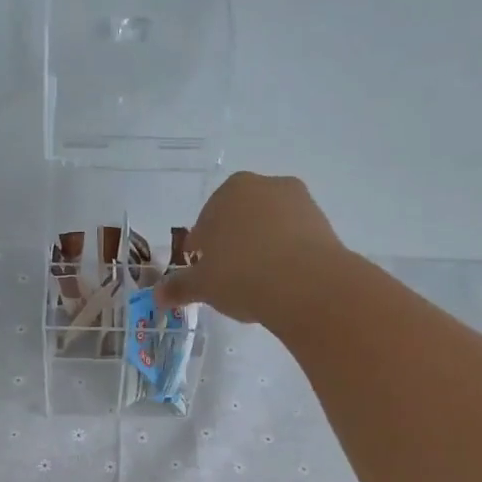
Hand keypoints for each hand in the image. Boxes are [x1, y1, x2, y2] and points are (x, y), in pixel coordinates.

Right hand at [155, 171, 347, 326]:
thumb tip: (158, 295)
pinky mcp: (324, 223)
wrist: (306, 285)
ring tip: (256, 283)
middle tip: (228, 278)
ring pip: (268, 227)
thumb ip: (180, 287)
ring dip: (260, 248)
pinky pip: (294, 239)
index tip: (202, 272)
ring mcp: (299, 202)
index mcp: (229, 191)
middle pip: (239, 219)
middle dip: (232, 244)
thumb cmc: (242, 275)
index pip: (206, 221)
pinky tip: (280, 282)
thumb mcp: (204, 285)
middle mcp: (264, 186)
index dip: (201, 250)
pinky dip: (285, 256)